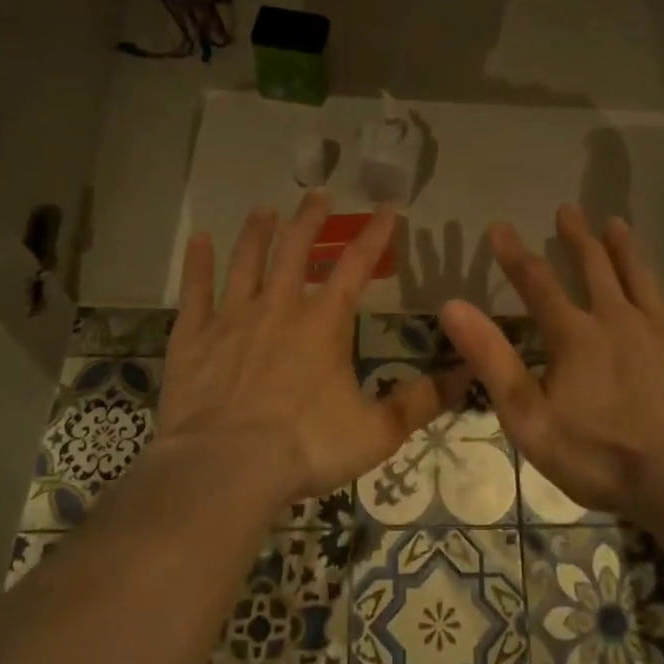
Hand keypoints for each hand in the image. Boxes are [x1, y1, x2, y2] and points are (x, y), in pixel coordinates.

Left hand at [156, 193, 446, 508]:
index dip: (375, 234)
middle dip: (311, 218)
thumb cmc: (305, 447)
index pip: (356, 265)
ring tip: (265, 209)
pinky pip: (195, 290)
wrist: (224, 470)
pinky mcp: (193, 337)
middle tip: (319, 193)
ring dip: (257, 232)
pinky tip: (199, 240)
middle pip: (296, 248)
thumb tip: (470, 372)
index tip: (387, 207)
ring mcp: (232, 318)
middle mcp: (279, 307)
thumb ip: (422, 400)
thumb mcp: (377, 431)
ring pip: (246, 260)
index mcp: (323, 323)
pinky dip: (197, 263)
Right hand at [439, 205, 663, 521]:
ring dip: (627, 251)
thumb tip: (452, 307)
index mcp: (575, 336)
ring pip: (642, 281)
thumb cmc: (600, 455)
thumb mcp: (529, 416)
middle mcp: (618, 322)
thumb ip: (491, 359)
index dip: (515, 255)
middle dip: (577, 238)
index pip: (537, 284)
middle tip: (569, 209)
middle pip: (594, 270)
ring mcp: (663, 335)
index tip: (500, 226)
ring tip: (617, 223)